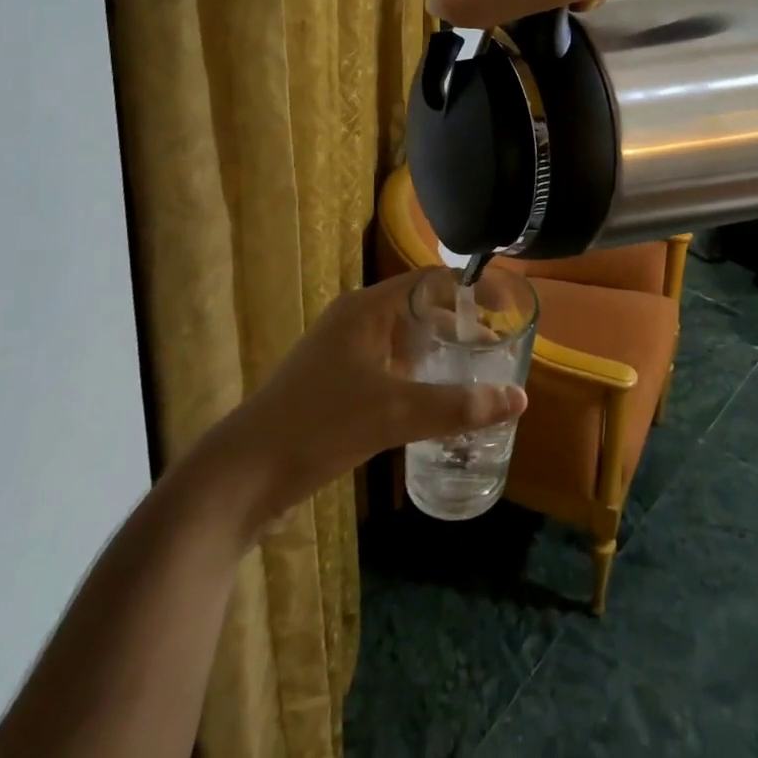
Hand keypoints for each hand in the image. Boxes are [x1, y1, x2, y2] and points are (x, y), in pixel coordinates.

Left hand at [184, 269, 526, 542]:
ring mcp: (342, 353)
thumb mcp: (393, 413)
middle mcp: (356, 321)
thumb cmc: (317, 426)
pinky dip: (418, 376)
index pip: (431, 280)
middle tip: (499, 347)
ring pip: (404, 341)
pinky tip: (436, 403)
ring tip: (477, 375)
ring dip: (440, 353)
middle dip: (460, 324)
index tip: (507, 307)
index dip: (472, 288)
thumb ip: (457, 405)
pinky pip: (389, 367)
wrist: (238, 478)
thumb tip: (518, 399)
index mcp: (368, 309)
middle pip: (420, 308)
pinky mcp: (335, 384)